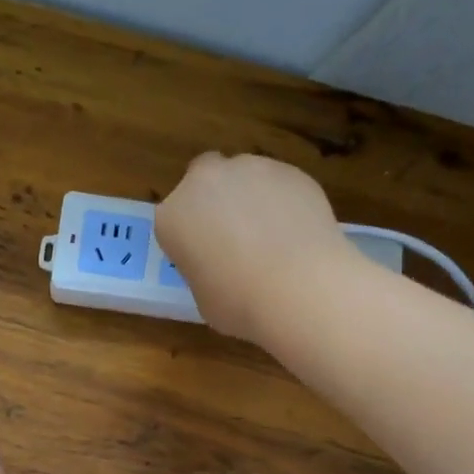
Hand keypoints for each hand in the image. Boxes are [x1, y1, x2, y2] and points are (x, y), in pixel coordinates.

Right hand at [155, 152, 359, 342]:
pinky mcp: (290, 171)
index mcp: (173, 217)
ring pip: (244, 176)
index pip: (174, 219)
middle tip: (234, 233)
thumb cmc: (240, 303)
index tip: (205, 255)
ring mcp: (250, 169)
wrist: (300, 288)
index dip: (191, 235)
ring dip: (251, 196)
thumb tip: (224, 266)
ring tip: (273, 234)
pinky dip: (284, 200)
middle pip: (204, 178)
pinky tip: (298, 231)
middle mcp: (205, 182)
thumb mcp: (204, 297)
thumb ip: (205, 268)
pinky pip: (280, 184)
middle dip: (215, 198)